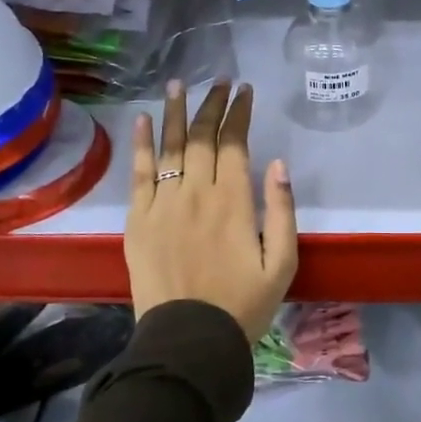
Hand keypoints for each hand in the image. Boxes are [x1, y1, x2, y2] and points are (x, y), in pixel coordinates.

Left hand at [126, 80, 297, 342]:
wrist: (188, 340)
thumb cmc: (243, 303)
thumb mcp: (283, 262)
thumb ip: (282, 210)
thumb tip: (277, 163)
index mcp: (233, 202)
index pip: (234, 143)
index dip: (239, 113)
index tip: (244, 90)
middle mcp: (196, 193)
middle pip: (202, 137)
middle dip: (212, 104)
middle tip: (219, 80)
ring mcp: (162, 205)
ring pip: (170, 147)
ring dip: (176, 112)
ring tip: (178, 84)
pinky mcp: (138, 220)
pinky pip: (138, 174)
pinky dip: (142, 144)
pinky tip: (144, 119)